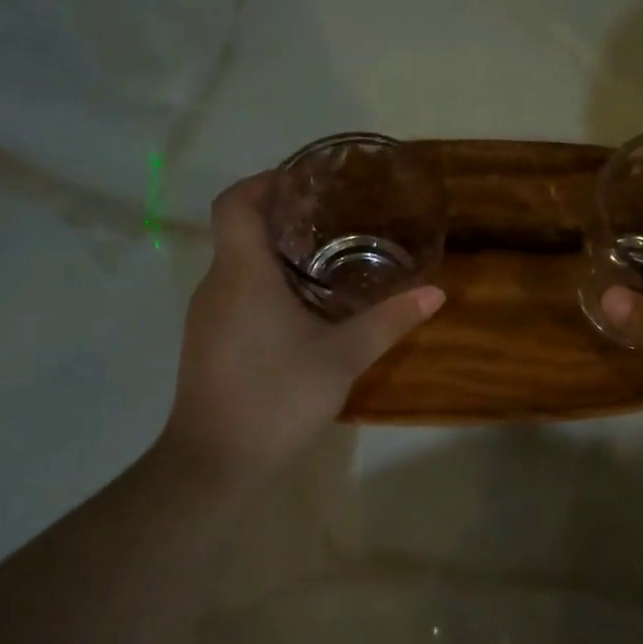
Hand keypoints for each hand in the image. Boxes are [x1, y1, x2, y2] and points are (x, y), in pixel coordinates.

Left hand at [160, 173, 444, 484]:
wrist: (214, 463)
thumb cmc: (276, 398)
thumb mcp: (342, 358)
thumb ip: (388, 321)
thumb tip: (436, 293)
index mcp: (242, 273)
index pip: (236, 201)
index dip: (265, 180)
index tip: (304, 181)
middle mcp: (215, 285)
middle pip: (240, 230)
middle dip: (283, 218)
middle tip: (334, 220)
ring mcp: (206, 316)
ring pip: (237, 265)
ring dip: (276, 256)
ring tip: (326, 262)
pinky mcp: (207, 342)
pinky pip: (235, 294)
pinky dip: (265, 286)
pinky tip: (302, 311)